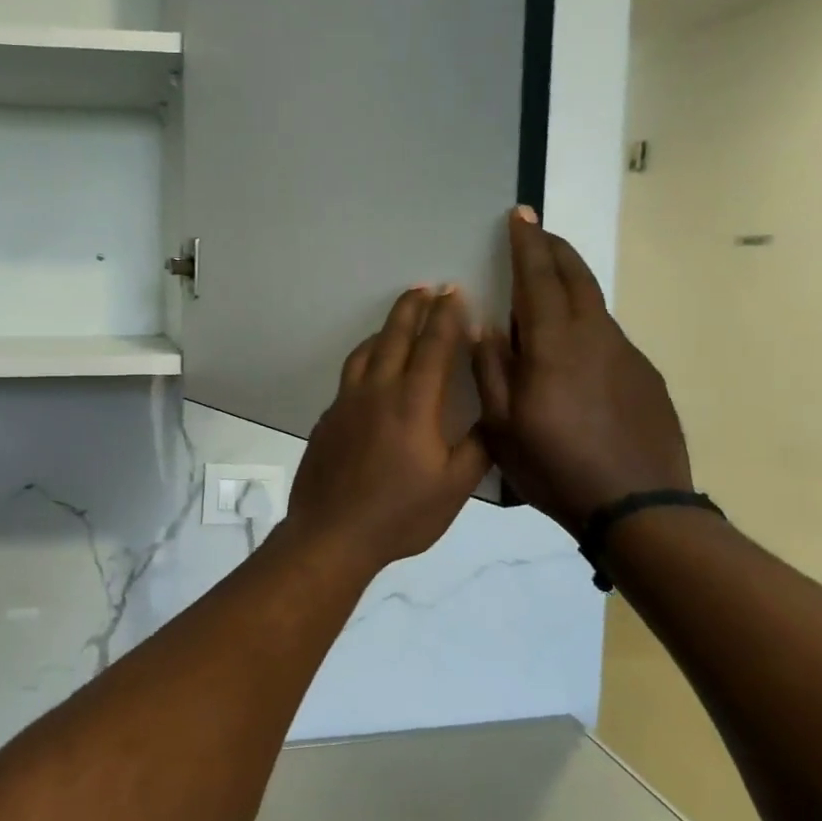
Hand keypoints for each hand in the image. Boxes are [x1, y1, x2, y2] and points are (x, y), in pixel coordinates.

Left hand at [284, 286, 490, 575]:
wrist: (332, 533)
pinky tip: (371, 369)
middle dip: (412, 308)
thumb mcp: (453, 488)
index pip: (434, 346)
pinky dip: (365, 358)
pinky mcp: (328, 418)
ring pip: (366, 352)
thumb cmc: (400, 514)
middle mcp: (377, 392)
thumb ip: (476, 447)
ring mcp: (346, 403)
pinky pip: (349, 375)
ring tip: (397, 320)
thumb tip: (493, 416)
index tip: (454, 292)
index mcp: (414, 404)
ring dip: (385, 329)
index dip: (446, 317)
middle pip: (395, 337)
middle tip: (425, 287)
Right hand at [473, 208, 691, 537]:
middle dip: (554, 249)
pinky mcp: (644, 377)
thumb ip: (490, 369)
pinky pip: (607, 334)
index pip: (539, 277)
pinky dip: (585, 321)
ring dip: (570, 282)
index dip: (527, 244)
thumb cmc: (555, 465)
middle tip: (536, 232)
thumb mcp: (502, 424)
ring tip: (548, 283)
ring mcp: (626, 355)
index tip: (519, 215)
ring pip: (593, 304)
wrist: (638, 506)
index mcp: (554, 344)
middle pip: (576, 277)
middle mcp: (595, 336)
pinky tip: (573, 347)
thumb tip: (484, 324)